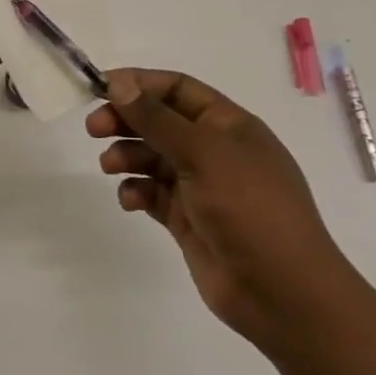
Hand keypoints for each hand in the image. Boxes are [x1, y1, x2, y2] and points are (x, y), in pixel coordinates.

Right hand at [87, 69, 350, 352]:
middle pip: (160, 121)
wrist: (281, 291)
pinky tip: (130, 200)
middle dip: (126, 120)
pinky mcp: (188, 219)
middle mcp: (215, 150)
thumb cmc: (249, 208)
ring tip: (109, 166)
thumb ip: (156, 119)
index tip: (101, 88)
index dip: (140, 83)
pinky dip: (137, 191)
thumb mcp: (203, 153)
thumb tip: (118, 83)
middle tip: (93, 128)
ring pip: (152, 158)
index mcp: (229, 125)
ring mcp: (201, 186)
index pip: (178, 89)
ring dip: (127, 155)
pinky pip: (153, 194)